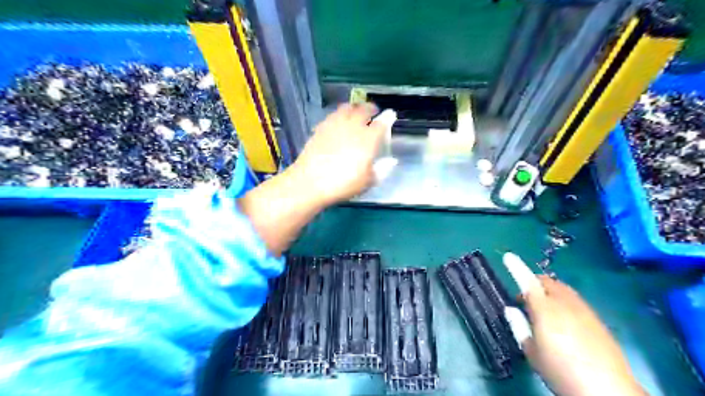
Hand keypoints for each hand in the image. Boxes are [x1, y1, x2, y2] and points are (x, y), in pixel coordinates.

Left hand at [285, 103, 383, 204]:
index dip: (387, 117)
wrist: (311, 182)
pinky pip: (332, 115)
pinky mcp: (321, 128)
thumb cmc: (344, 184)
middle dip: (370, 108)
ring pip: (346, 108)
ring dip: (354, 108)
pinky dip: (339, 115)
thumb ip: (382, 169)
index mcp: (368, 139)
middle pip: (364, 109)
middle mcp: (353, 126)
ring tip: (355, 112)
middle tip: (373, 111)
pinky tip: (338, 122)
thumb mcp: (368, 181)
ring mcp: (335, 125)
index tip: (390, 114)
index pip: (381, 123)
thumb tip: (391, 161)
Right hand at [522, 275, 642, 395]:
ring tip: (543, 310)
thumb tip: (511, 309)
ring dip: (548, 291)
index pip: (527, 281)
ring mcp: (584, 310)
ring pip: (562, 289)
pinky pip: (575, 300)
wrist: (607, 391)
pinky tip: (563, 321)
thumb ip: (519, 326)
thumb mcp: (532, 352)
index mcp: (545, 309)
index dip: (516, 267)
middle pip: (546, 282)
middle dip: (533, 283)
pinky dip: (563, 301)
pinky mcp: (597, 319)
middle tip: (524, 300)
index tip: (508, 256)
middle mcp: (565, 303)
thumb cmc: (561, 370)